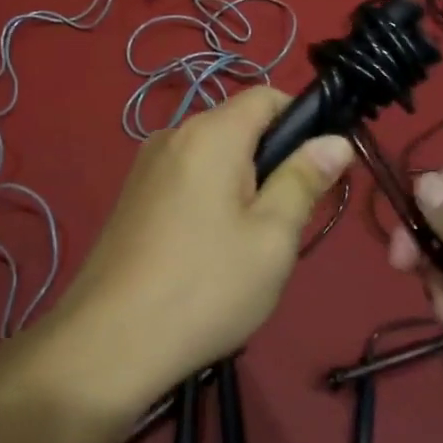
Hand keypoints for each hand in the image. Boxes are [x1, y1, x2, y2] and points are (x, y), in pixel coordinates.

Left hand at [42, 87, 353, 416]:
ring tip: (246, 246)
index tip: (318, 168)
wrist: (105, 346)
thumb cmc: (204, 287)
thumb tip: (336, 140)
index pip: (267, 96)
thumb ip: (304, 180)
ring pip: (214, 155)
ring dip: (241, 184)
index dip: (302, 119)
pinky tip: (208, 254)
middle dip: (272, 161)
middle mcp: (175, 133)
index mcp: (211, 133)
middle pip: (240, 126)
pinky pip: (187, 177)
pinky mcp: (132, 195)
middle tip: (285, 222)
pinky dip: (210, 198)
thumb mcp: (272, 238)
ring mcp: (147, 165)